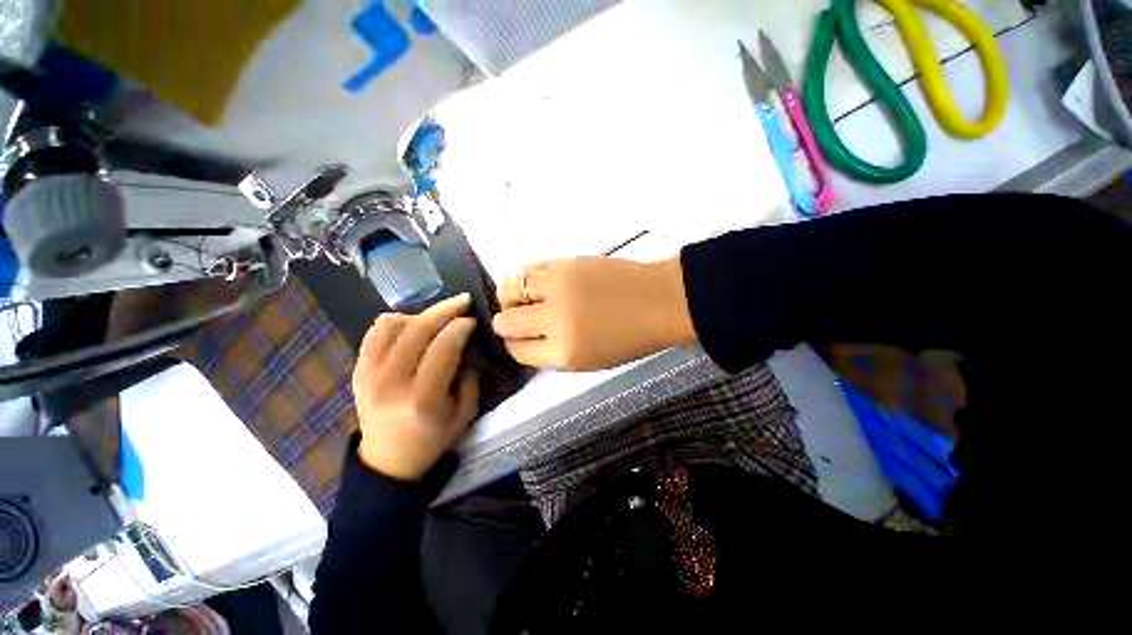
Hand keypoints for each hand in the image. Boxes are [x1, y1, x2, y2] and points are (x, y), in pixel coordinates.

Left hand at [352, 294, 479, 480]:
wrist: (388, 461)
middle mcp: (391, 383)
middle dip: (445, 309)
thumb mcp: (465, 412)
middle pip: (418, 330)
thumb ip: (470, 376)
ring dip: (419, 314)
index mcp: (422, 398)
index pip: (443, 347)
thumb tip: (467, 344)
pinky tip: (411, 326)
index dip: (460, 327)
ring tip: (436, 319)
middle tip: (463, 301)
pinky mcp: (357, 371)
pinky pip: (374, 333)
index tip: (472, 319)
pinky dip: (395, 322)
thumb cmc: (432, 440)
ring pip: (392, 325)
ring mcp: (368, 375)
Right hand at [493, 257, 695, 370]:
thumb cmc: (630, 339)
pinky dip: (524, 277)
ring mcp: (557, 288)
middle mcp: (553, 321)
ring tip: (520, 298)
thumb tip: (527, 341)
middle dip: (505, 324)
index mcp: (563, 353)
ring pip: (508, 290)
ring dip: (509, 297)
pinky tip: (533, 282)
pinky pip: (528, 268)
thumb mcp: (589, 361)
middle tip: (515, 319)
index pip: (518, 351)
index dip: (515, 346)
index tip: (518, 340)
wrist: (659, 302)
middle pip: (506, 323)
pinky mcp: (564, 263)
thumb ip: (553, 354)